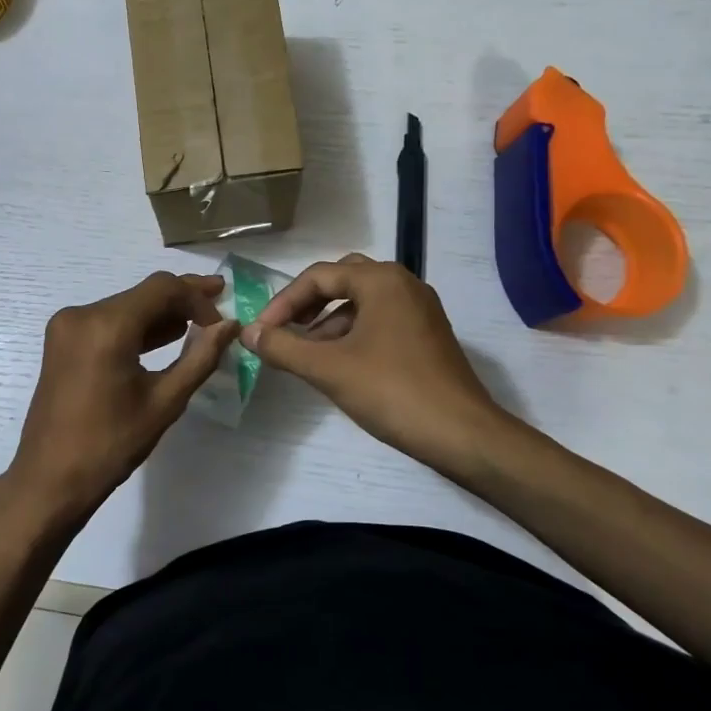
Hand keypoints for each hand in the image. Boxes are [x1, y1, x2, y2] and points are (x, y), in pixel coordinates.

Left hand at [6, 272, 239, 528]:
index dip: (197, 297)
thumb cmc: (110, 444)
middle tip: (219, 305)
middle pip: (142, 293)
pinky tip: (164, 337)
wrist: (50, 478)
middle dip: (181, 300)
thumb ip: (200, 357)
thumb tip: (230, 325)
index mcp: (106, 326)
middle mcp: (81, 314)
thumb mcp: (164, 402)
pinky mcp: (62, 341)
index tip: (221, 322)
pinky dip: (135, 327)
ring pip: (125, 306)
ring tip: (199, 324)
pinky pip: (107, 322)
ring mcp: (67, 326)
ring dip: (159, 313)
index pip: (162, 288)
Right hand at [243, 253, 511, 473]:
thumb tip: (247, 333)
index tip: (262, 333)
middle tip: (284, 330)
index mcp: (381, 281)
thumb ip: (283, 347)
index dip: (283, 302)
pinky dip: (353, 333)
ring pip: (362, 302)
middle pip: (342, 280)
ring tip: (305, 354)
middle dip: (308, 304)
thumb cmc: (392, 391)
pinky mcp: (428, 335)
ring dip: (329, 321)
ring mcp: (420, 310)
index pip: (318, 277)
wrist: (462, 434)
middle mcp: (403, 285)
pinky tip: (339, 365)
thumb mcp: (328, 369)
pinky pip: (380, 320)